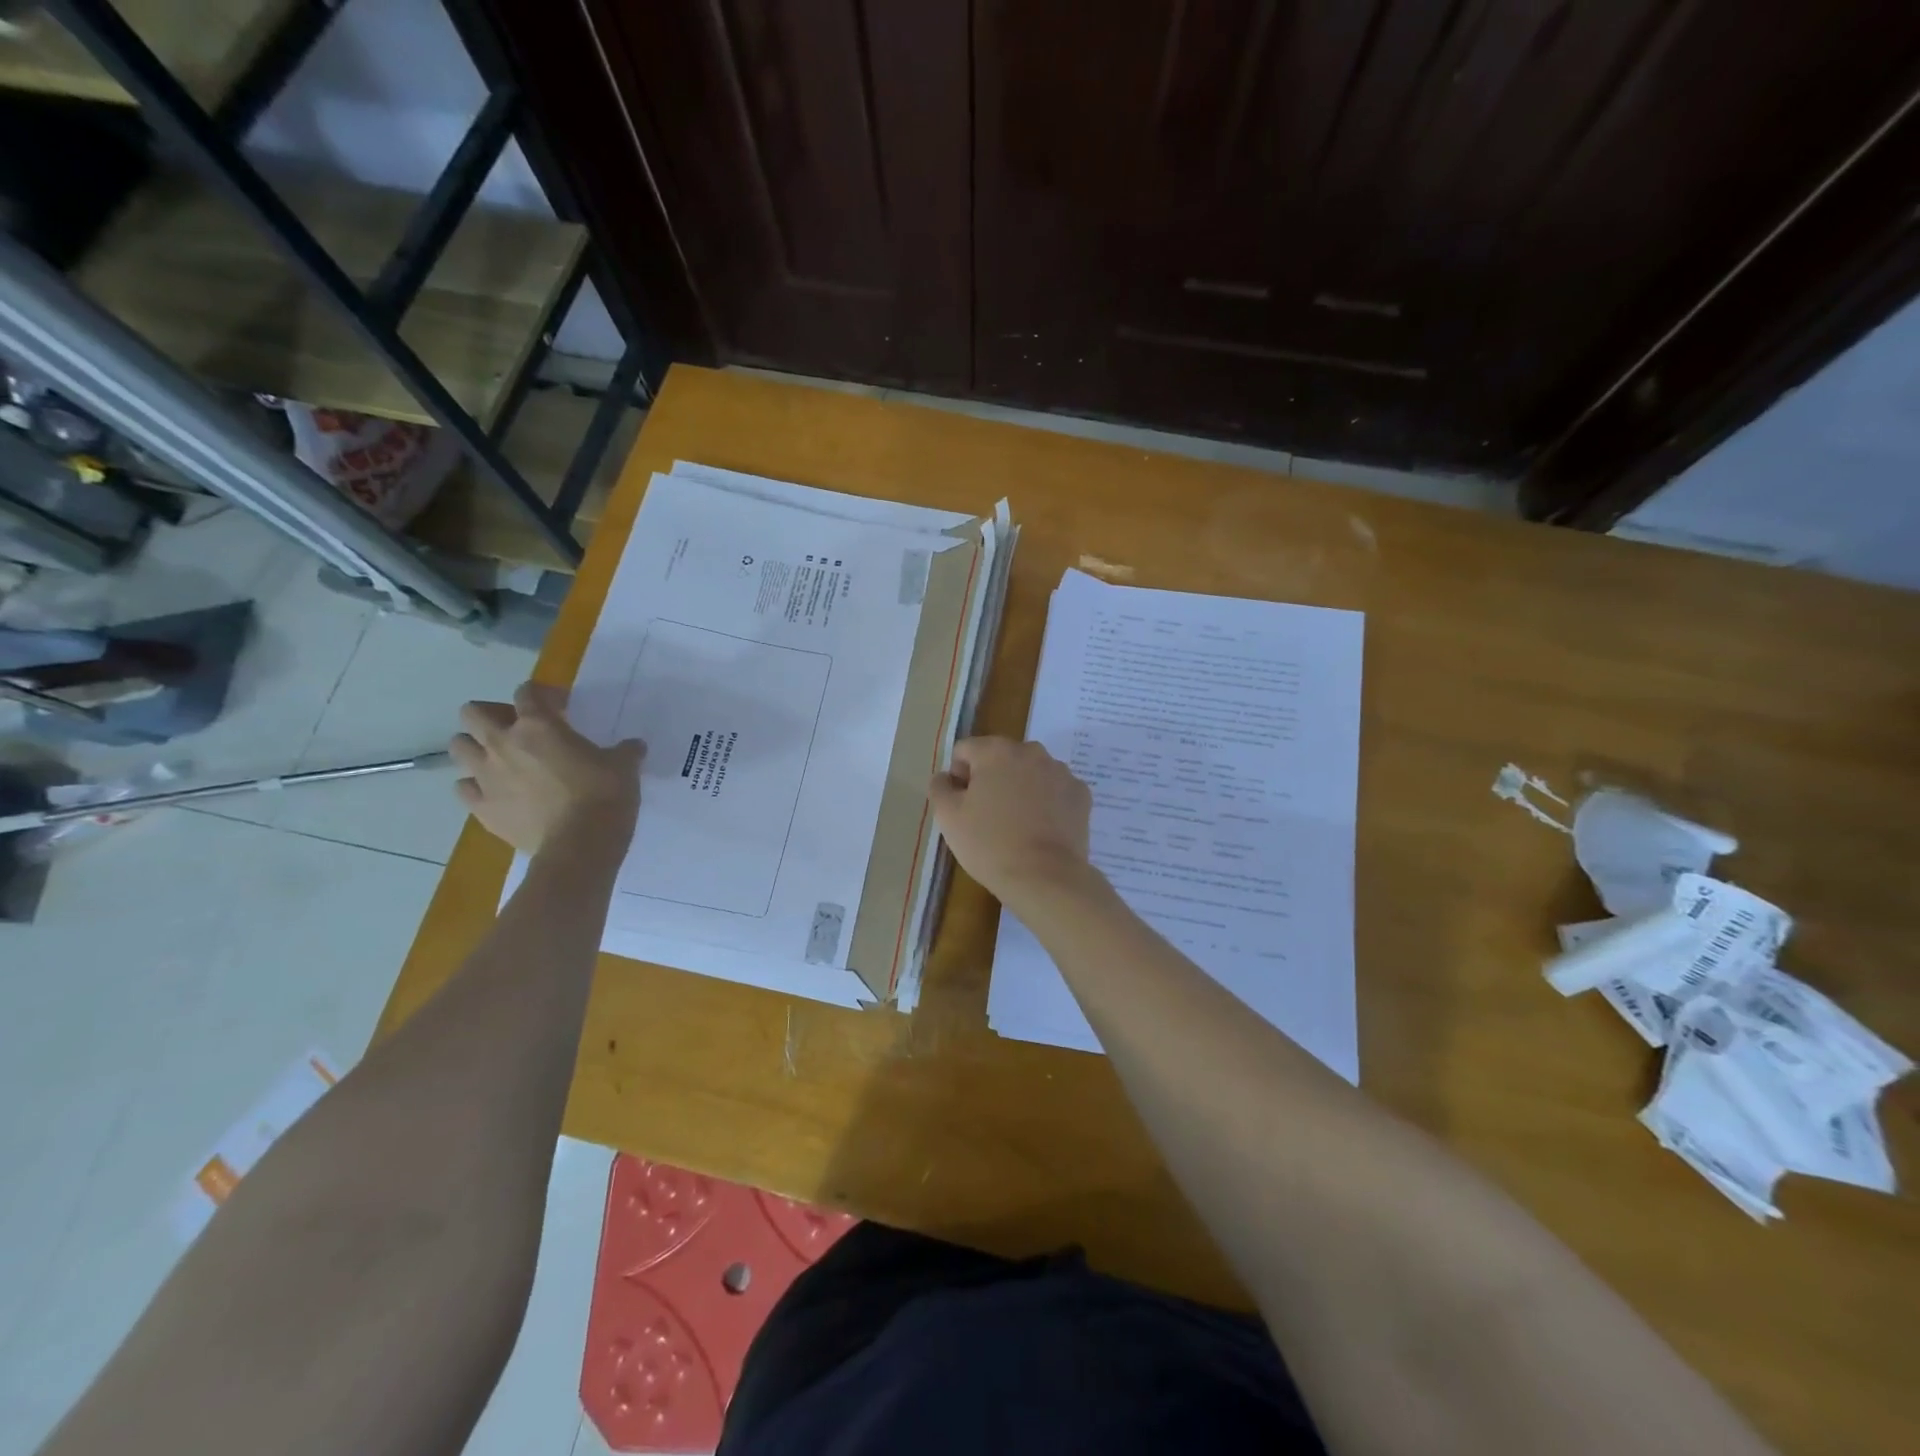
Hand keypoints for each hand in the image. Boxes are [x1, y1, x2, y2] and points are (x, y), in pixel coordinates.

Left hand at [450, 681, 643, 854]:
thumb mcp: (624, 767)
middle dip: (492, 715)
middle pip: (473, 713)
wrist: (580, 846)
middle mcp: (503, 744)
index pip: (527, 691)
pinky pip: (463, 788)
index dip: (543, 694)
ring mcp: (486, 777)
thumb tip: (634, 747)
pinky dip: (476, 786)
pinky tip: (497, 792)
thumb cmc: (604, 796)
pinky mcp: (481, 808)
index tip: (562, 707)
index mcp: (538, 725)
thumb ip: (625, 751)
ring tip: (500, 760)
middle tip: (518, 729)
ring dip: (476, 748)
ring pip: (458, 747)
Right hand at [928, 737, 1094, 908]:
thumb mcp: (948, 817)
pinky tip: (1040, 829)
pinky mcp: (1080, 794)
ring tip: (1017, 824)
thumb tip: (947, 776)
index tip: (963, 805)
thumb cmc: (990, 844)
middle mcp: (1031, 751)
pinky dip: (1046, 802)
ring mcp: (1060, 771)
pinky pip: (1054, 790)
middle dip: (992, 779)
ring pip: (1030, 772)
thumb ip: (940, 787)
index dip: (958, 776)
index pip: (965, 750)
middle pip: (1000, 758)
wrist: (1045, 877)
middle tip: (988, 816)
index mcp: (996, 751)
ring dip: (1020, 788)